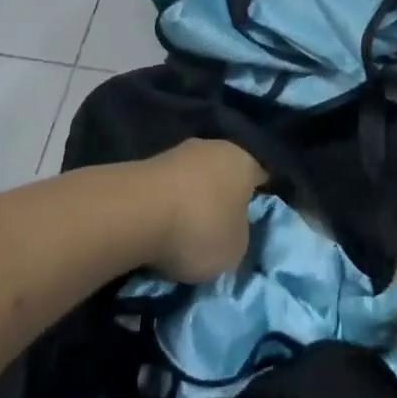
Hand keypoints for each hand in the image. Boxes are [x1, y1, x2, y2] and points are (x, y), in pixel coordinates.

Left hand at [138, 139, 265, 282]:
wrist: (135, 212)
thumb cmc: (200, 228)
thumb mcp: (235, 250)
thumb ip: (240, 237)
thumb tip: (232, 231)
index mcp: (245, 161)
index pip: (261, 177)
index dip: (258, 200)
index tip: (253, 222)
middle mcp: (215, 147)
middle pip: (224, 174)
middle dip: (222, 197)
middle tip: (218, 228)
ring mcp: (178, 152)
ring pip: (194, 178)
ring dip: (191, 200)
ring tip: (184, 232)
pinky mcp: (146, 164)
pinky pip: (167, 188)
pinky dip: (166, 205)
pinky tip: (160, 226)